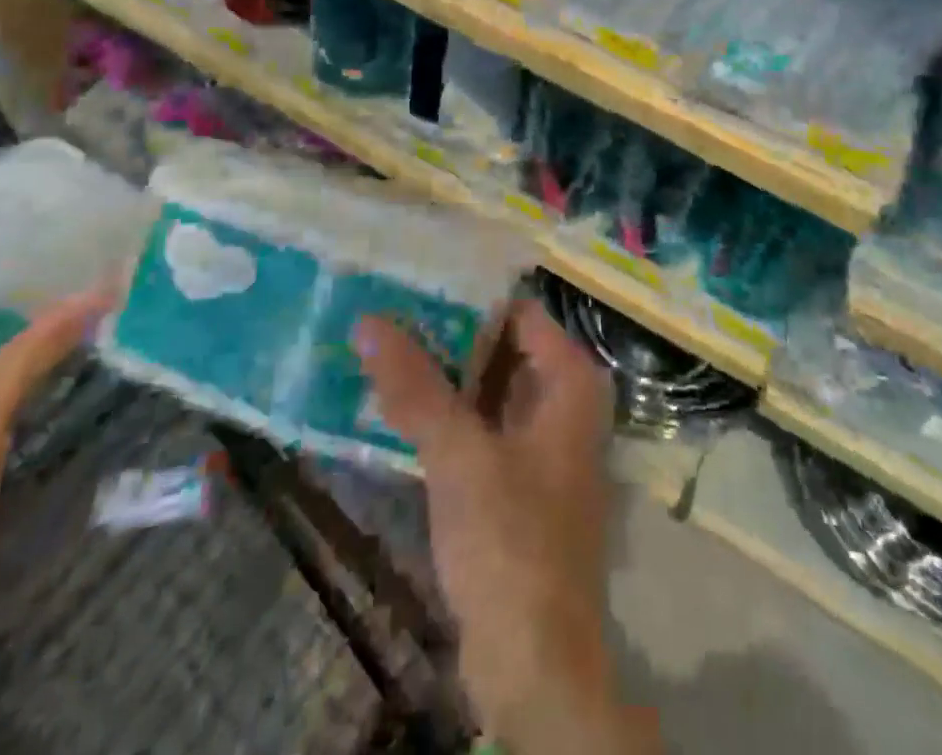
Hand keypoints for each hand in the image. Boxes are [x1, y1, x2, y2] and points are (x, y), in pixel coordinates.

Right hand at [355, 299, 654, 752]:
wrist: (535, 662)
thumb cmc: (511, 541)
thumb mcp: (459, 455)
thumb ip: (416, 386)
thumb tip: (370, 319)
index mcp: (571, 380)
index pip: (518, 311)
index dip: (467, 295)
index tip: (413, 278)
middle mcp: (564, 400)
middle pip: (502, 347)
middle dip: (447, 333)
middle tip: (385, 307)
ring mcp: (542, 441)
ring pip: (488, 388)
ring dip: (442, 374)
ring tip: (380, 344)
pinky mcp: (518, 478)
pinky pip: (480, 425)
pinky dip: (446, 414)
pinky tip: (396, 403)